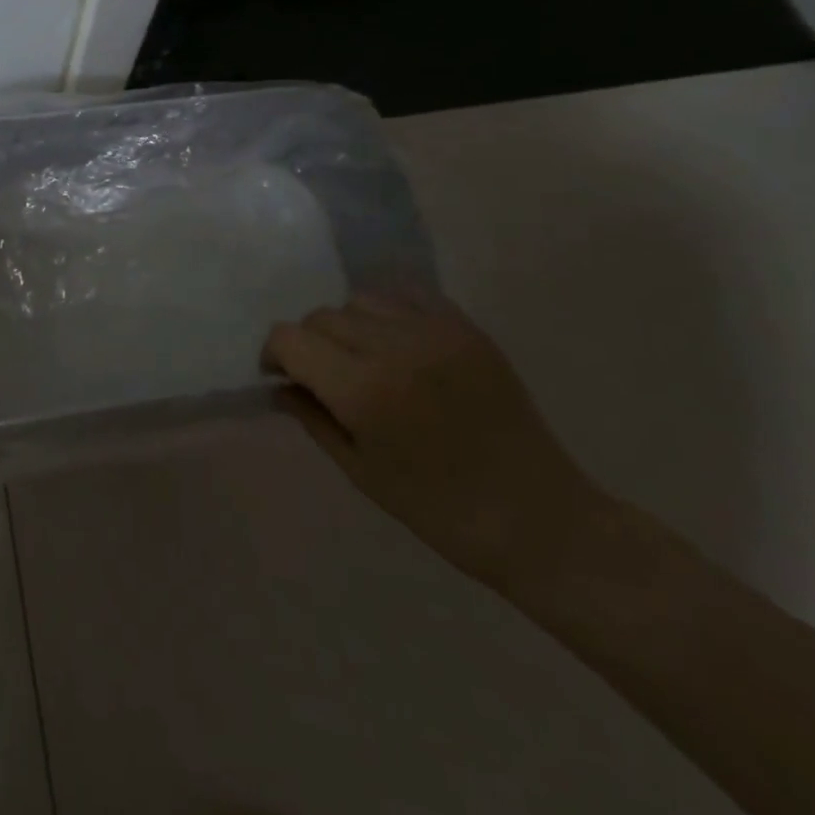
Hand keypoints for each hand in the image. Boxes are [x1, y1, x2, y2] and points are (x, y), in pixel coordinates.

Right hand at [264, 291, 603, 590]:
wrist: (539, 518)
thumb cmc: (439, 509)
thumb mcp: (360, 471)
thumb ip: (312, 417)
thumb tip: (281, 384)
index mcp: (364, 391)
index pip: (290, 338)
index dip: (275, 353)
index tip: (281, 375)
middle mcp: (394, 348)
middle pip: (322, 316)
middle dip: (309, 343)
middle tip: (323, 376)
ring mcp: (434, 332)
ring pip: (360, 300)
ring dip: (348, 325)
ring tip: (364, 358)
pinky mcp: (465, 328)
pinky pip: (405, 295)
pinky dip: (388, 313)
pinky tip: (397, 343)